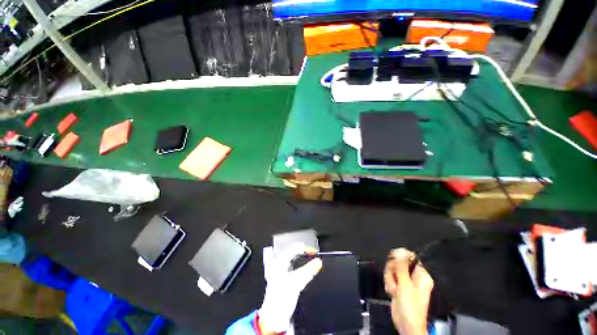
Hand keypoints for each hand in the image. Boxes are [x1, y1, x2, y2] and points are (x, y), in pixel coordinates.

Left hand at [258, 243, 322, 333]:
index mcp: (280, 262)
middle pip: (294, 254)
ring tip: (312, 262)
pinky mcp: (284, 281)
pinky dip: (302, 269)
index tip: (315, 252)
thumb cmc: (280, 300)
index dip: (306, 249)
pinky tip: (306, 273)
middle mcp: (279, 265)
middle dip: (305, 254)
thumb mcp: (296, 282)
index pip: (294, 248)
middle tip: (314, 255)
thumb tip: (318, 261)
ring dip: (304, 261)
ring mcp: (281, 273)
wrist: (273, 319)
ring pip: (295, 261)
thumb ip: (308, 270)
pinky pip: (295, 269)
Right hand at [384, 248, 433, 334]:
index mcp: (421, 275)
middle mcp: (414, 276)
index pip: (410, 257)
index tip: (395, 264)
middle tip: (396, 281)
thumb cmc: (410, 306)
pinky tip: (392, 292)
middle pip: (398, 262)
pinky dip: (389, 283)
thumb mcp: (405, 284)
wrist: (405, 324)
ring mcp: (406, 281)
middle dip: (393, 271)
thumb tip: (399, 250)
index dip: (400, 258)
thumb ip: (401, 266)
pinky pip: (390, 277)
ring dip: (390, 279)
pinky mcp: (399, 286)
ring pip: (392, 269)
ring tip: (395, 289)